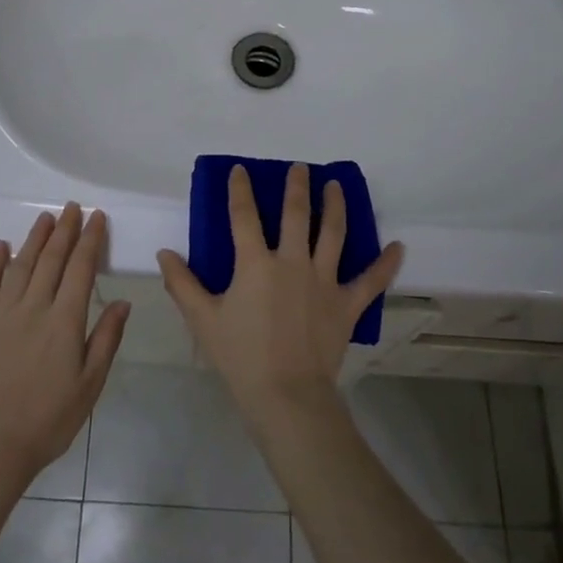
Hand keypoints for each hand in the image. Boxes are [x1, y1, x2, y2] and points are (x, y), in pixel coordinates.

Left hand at [0, 204, 129, 482]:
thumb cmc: (50, 418)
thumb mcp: (91, 383)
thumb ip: (106, 339)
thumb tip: (123, 302)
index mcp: (65, 321)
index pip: (81, 269)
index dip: (90, 240)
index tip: (97, 217)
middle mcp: (34, 308)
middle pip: (51, 260)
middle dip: (65, 230)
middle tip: (72, 207)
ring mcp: (4, 316)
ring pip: (21, 267)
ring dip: (34, 239)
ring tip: (45, 218)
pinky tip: (2, 246)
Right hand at [158, 164, 402, 424]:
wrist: (287, 395)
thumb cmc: (241, 357)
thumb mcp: (203, 320)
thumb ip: (182, 283)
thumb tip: (164, 253)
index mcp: (256, 263)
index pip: (244, 216)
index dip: (240, 190)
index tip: (240, 171)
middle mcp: (292, 262)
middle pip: (297, 214)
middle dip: (297, 187)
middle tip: (300, 167)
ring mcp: (324, 281)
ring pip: (333, 234)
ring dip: (336, 206)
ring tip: (336, 186)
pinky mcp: (347, 304)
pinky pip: (371, 281)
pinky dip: (386, 264)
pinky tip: (398, 247)